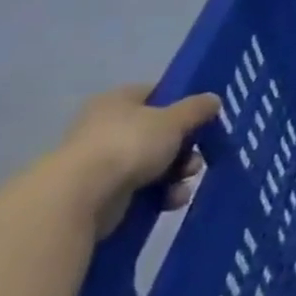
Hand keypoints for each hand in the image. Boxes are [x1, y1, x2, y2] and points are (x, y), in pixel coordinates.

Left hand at [48, 86, 221, 237]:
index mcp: (118, 101)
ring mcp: (102, 162)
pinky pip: (142, 189)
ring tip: (184, 183)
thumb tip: (213, 99)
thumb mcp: (174, 120)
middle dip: (185, 148)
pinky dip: (160, 194)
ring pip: (154, 163)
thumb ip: (197, 109)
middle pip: (159, 133)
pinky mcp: (102, 193)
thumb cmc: (129, 144)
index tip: (203, 119)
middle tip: (197, 159)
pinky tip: (170, 201)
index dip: (182, 105)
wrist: (82, 196)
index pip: (156, 94)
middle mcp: (107, 127)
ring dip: (176, 174)